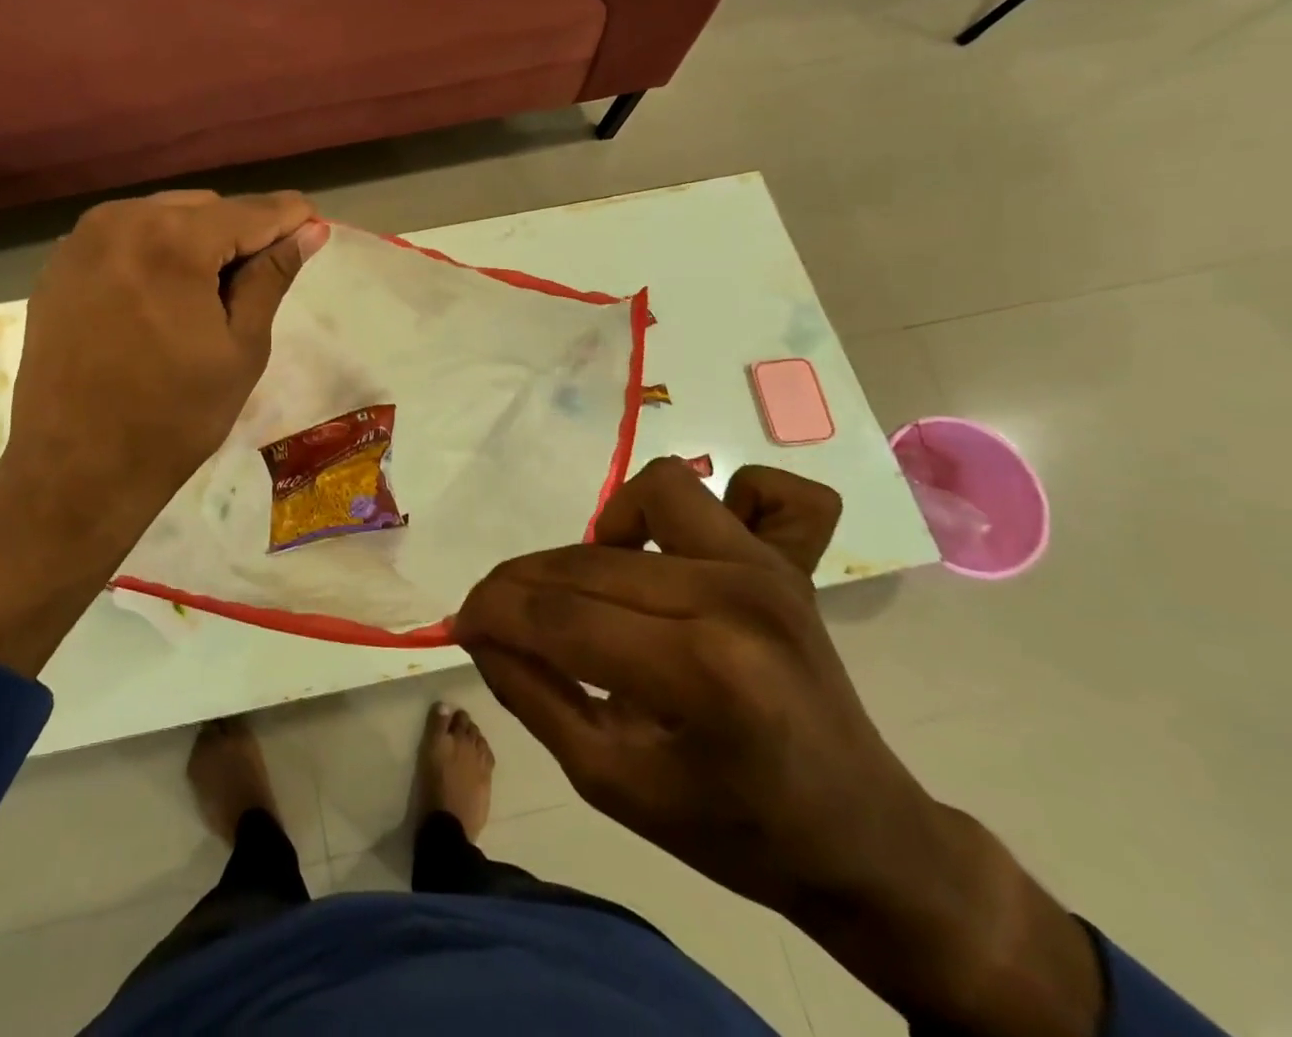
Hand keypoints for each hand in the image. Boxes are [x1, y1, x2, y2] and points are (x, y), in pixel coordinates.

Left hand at [0, 189, 324, 675]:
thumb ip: (271, 277)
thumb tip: (308, 230)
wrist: (76, 468)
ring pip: (162, 217)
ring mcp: (81, 240)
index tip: (316, 226)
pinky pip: (125, 238)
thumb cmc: (174, 417)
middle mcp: (121, 221)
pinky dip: (155, 253)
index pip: (249, 212)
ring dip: (196, 241)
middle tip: (259, 280)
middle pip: (204, 208)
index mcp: (172, 241)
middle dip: (239, 233)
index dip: (289, 217)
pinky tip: (163, 298)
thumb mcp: (241, 348)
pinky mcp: (59, 265)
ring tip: (210, 295)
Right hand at [455, 459, 1101, 1036]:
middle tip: (500, 618)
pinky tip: (676, 552)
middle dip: (519, 585)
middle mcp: (736, 598)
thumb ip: (532, 696)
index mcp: (700, 673)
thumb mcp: (610, 783)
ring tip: (598, 588)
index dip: (492, 614)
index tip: (460, 624)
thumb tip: (480, 631)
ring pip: (656, 490)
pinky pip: (754, 488)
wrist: (863, 836)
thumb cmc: (733, 828)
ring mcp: (768, 568)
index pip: (559, 617)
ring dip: (606, 533)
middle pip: (589, 562)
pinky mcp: (788, 559)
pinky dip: (716, 510)